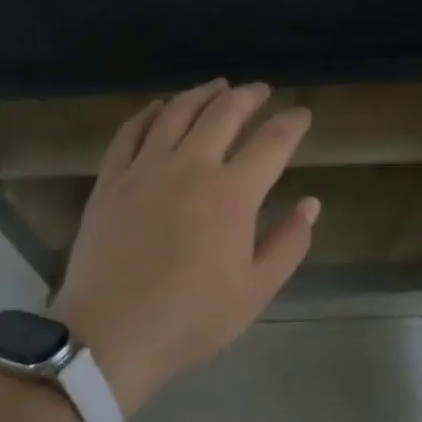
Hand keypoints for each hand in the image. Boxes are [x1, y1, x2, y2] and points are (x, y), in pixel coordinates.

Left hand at [53, 81, 318, 415]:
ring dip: (203, 93)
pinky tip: (161, 106)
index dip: (292, 123)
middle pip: (224, 113)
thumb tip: (311, 203)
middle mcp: (191, 167)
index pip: (272, 143)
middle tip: (261, 90)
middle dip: (249, 96)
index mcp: (232, 194)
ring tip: (218, 86)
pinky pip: (132, 130)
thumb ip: (289, 243)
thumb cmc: (190, 318)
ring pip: (178, 112)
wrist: (110, 336)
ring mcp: (146, 168)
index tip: (302, 114)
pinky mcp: (112, 178)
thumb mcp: (255, 291)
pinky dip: (150, 112)